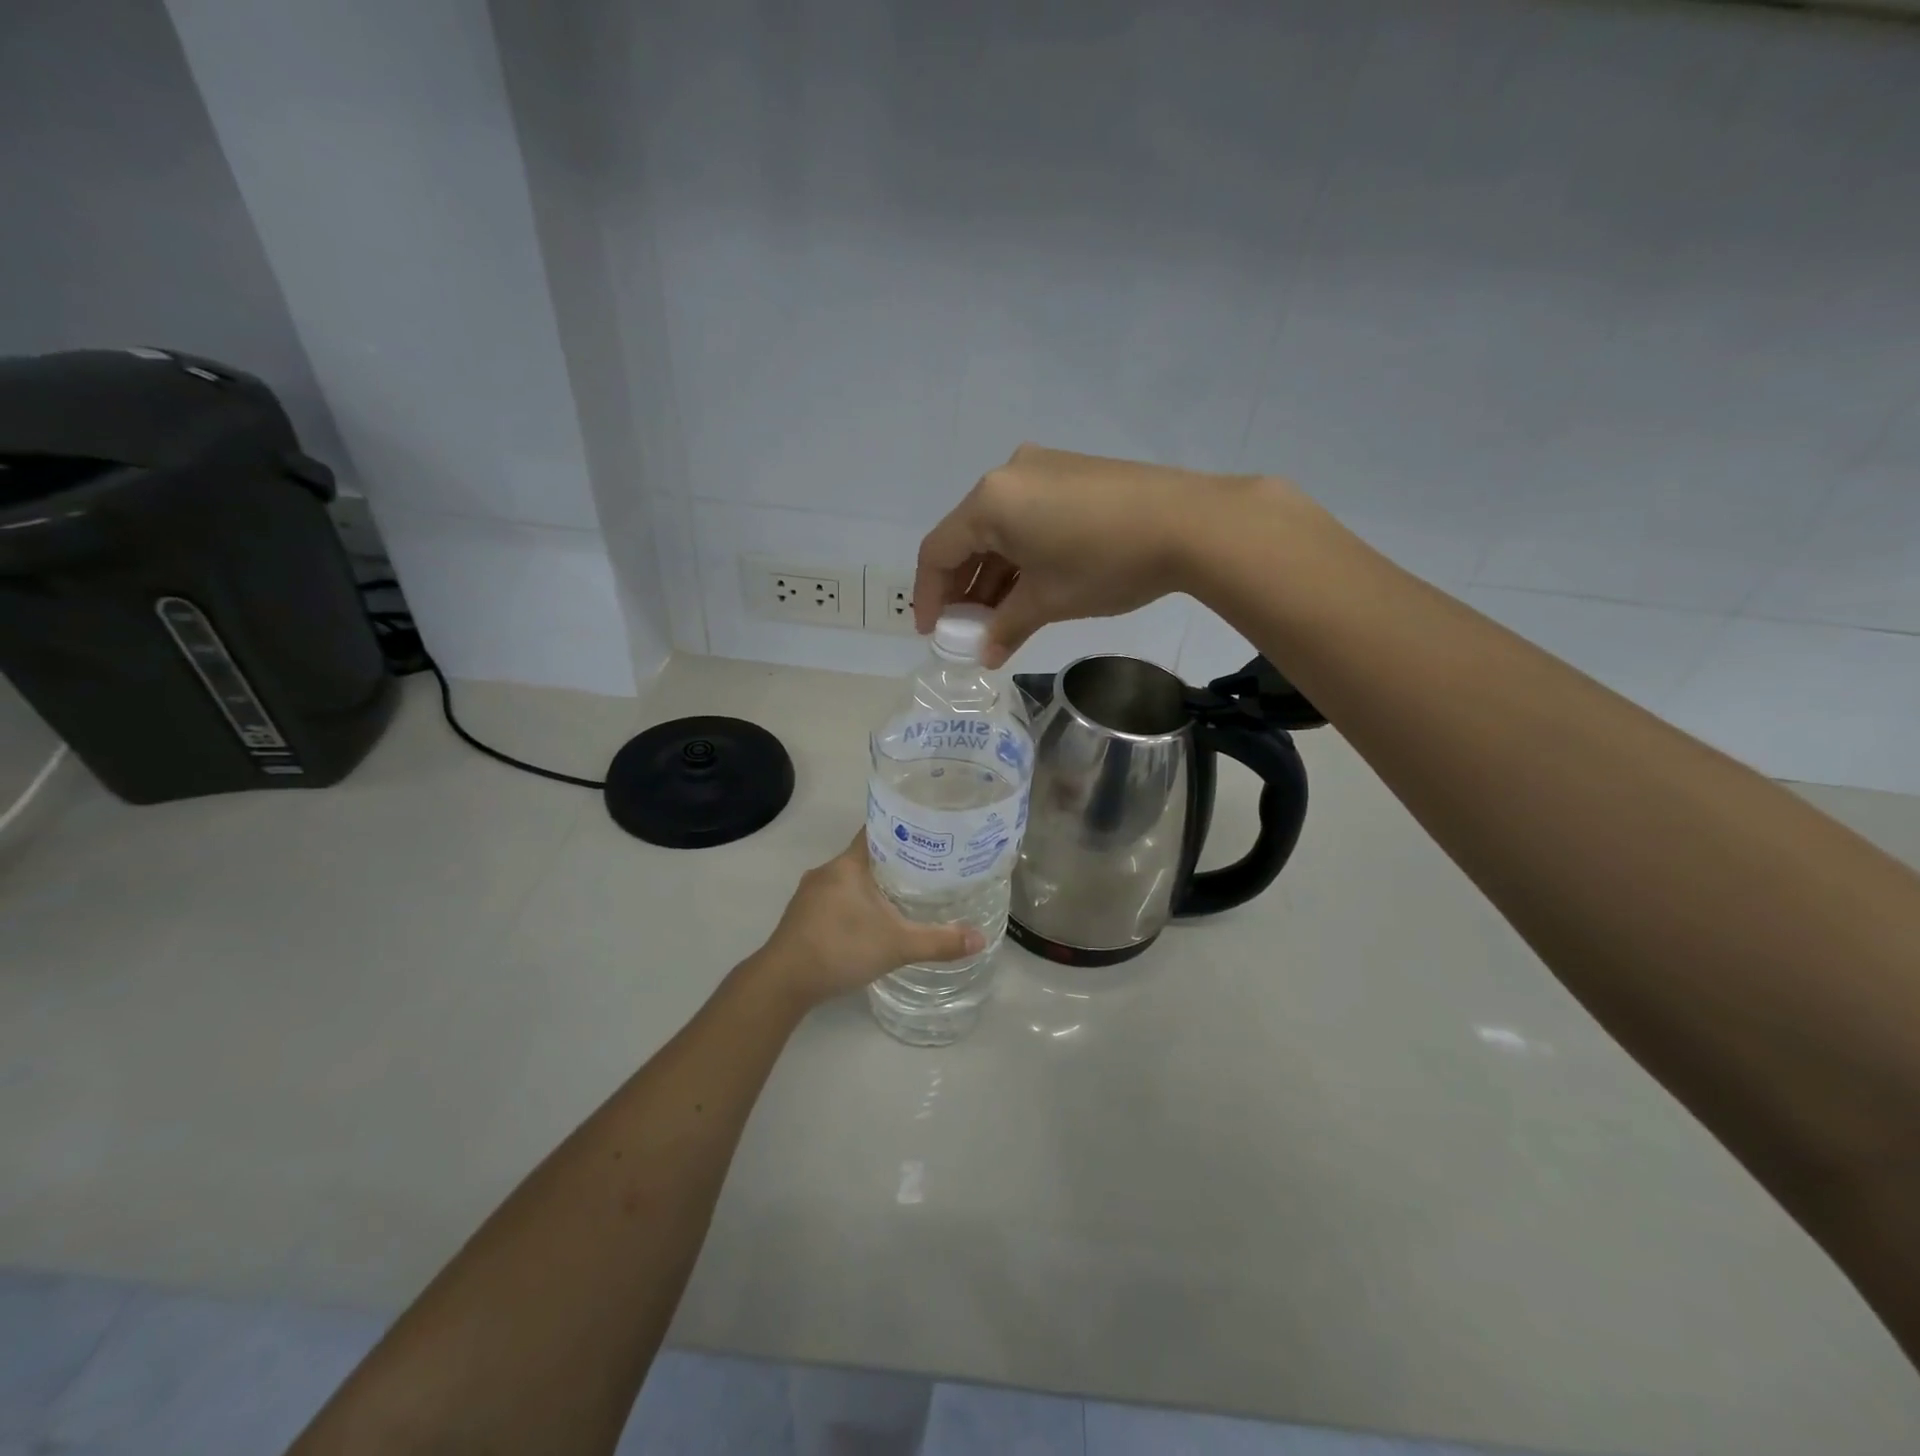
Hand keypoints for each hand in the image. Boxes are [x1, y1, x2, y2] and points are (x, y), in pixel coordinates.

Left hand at [752, 833, 984, 1008]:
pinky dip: (854, 904)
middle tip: (927, 869)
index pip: (876, 831)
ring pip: (848, 880)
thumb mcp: (897, 945)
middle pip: (864, 856)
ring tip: (904, 895)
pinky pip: (834, 900)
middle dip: (893, 861)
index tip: (927, 833)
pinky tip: (870, 922)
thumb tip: (981, 939)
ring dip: (871, 886)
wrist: (782, 982)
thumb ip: (939, 941)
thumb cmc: (840, 948)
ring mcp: (809, 895)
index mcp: (847, 864)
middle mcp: (826, 871)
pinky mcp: (801, 917)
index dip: (901, 829)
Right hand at [913, 444, 1280, 666]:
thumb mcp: (1049, 600)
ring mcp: (1042, 469)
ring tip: (1000, 617)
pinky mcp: (1071, 473)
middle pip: (967, 537)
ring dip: (994, 574)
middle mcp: (1007, 475)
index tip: (933, 633)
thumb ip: (1007, 627)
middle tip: (968, 629)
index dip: (929, 596)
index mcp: (990, 501)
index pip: (938, 552)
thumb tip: (986, 655)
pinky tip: (1030, 586)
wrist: (1192, 523)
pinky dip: (1021, 554)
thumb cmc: (1106, 563)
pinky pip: (1028, 516)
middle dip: (964, 588)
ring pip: (1000, 528)